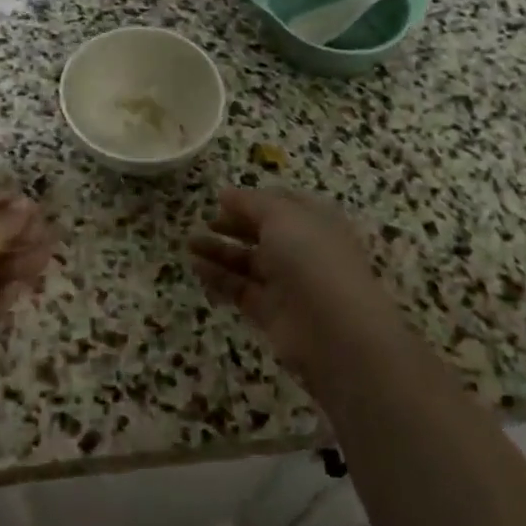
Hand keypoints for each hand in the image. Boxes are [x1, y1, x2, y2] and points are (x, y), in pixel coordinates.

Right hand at [189, 186, 397, 386]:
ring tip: (188, 243)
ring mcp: (287, 283)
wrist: (336, 331)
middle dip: (232, 225)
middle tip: (203, 220)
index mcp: (314, 220)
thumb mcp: (281, 215)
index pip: (281, 203)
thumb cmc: (312, 258)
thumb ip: (250, 202)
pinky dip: (219, 277)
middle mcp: (302, 249)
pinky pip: (240, 289)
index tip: (222, 198)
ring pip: (248, 261)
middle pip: (262, 232)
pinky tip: (196, 267)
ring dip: (219, 250)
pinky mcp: (272, 313)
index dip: (252, 200)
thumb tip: (226, 194)